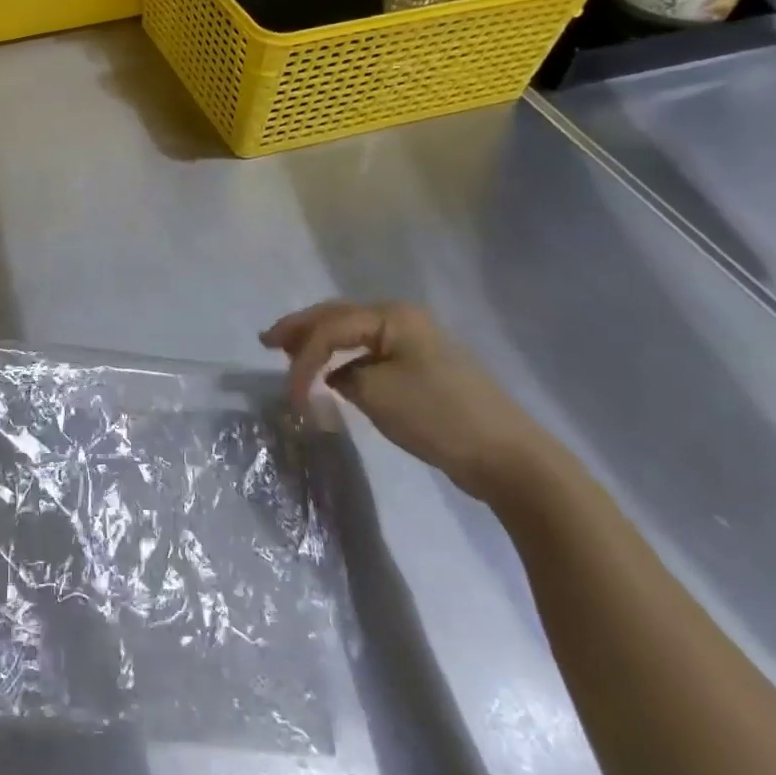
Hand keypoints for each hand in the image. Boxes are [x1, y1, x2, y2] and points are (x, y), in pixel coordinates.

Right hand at [261, 300, 551, 501]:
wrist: (508, 458)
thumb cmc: (438, 416)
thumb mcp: (376, 393)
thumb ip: (342, 376)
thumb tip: (337, 376)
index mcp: (391, 316)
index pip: (329, 328)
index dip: (301, 357)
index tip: (288, 394)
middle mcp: (402, 319)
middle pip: (338, 317)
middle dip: (301, 330)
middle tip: (267, 341)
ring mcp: (415, 342)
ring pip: (353, 334)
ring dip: (321, 343)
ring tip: (291, 354)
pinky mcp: (422, 367)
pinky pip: (370, 352)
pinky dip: (344, 359)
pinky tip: (331, 373)